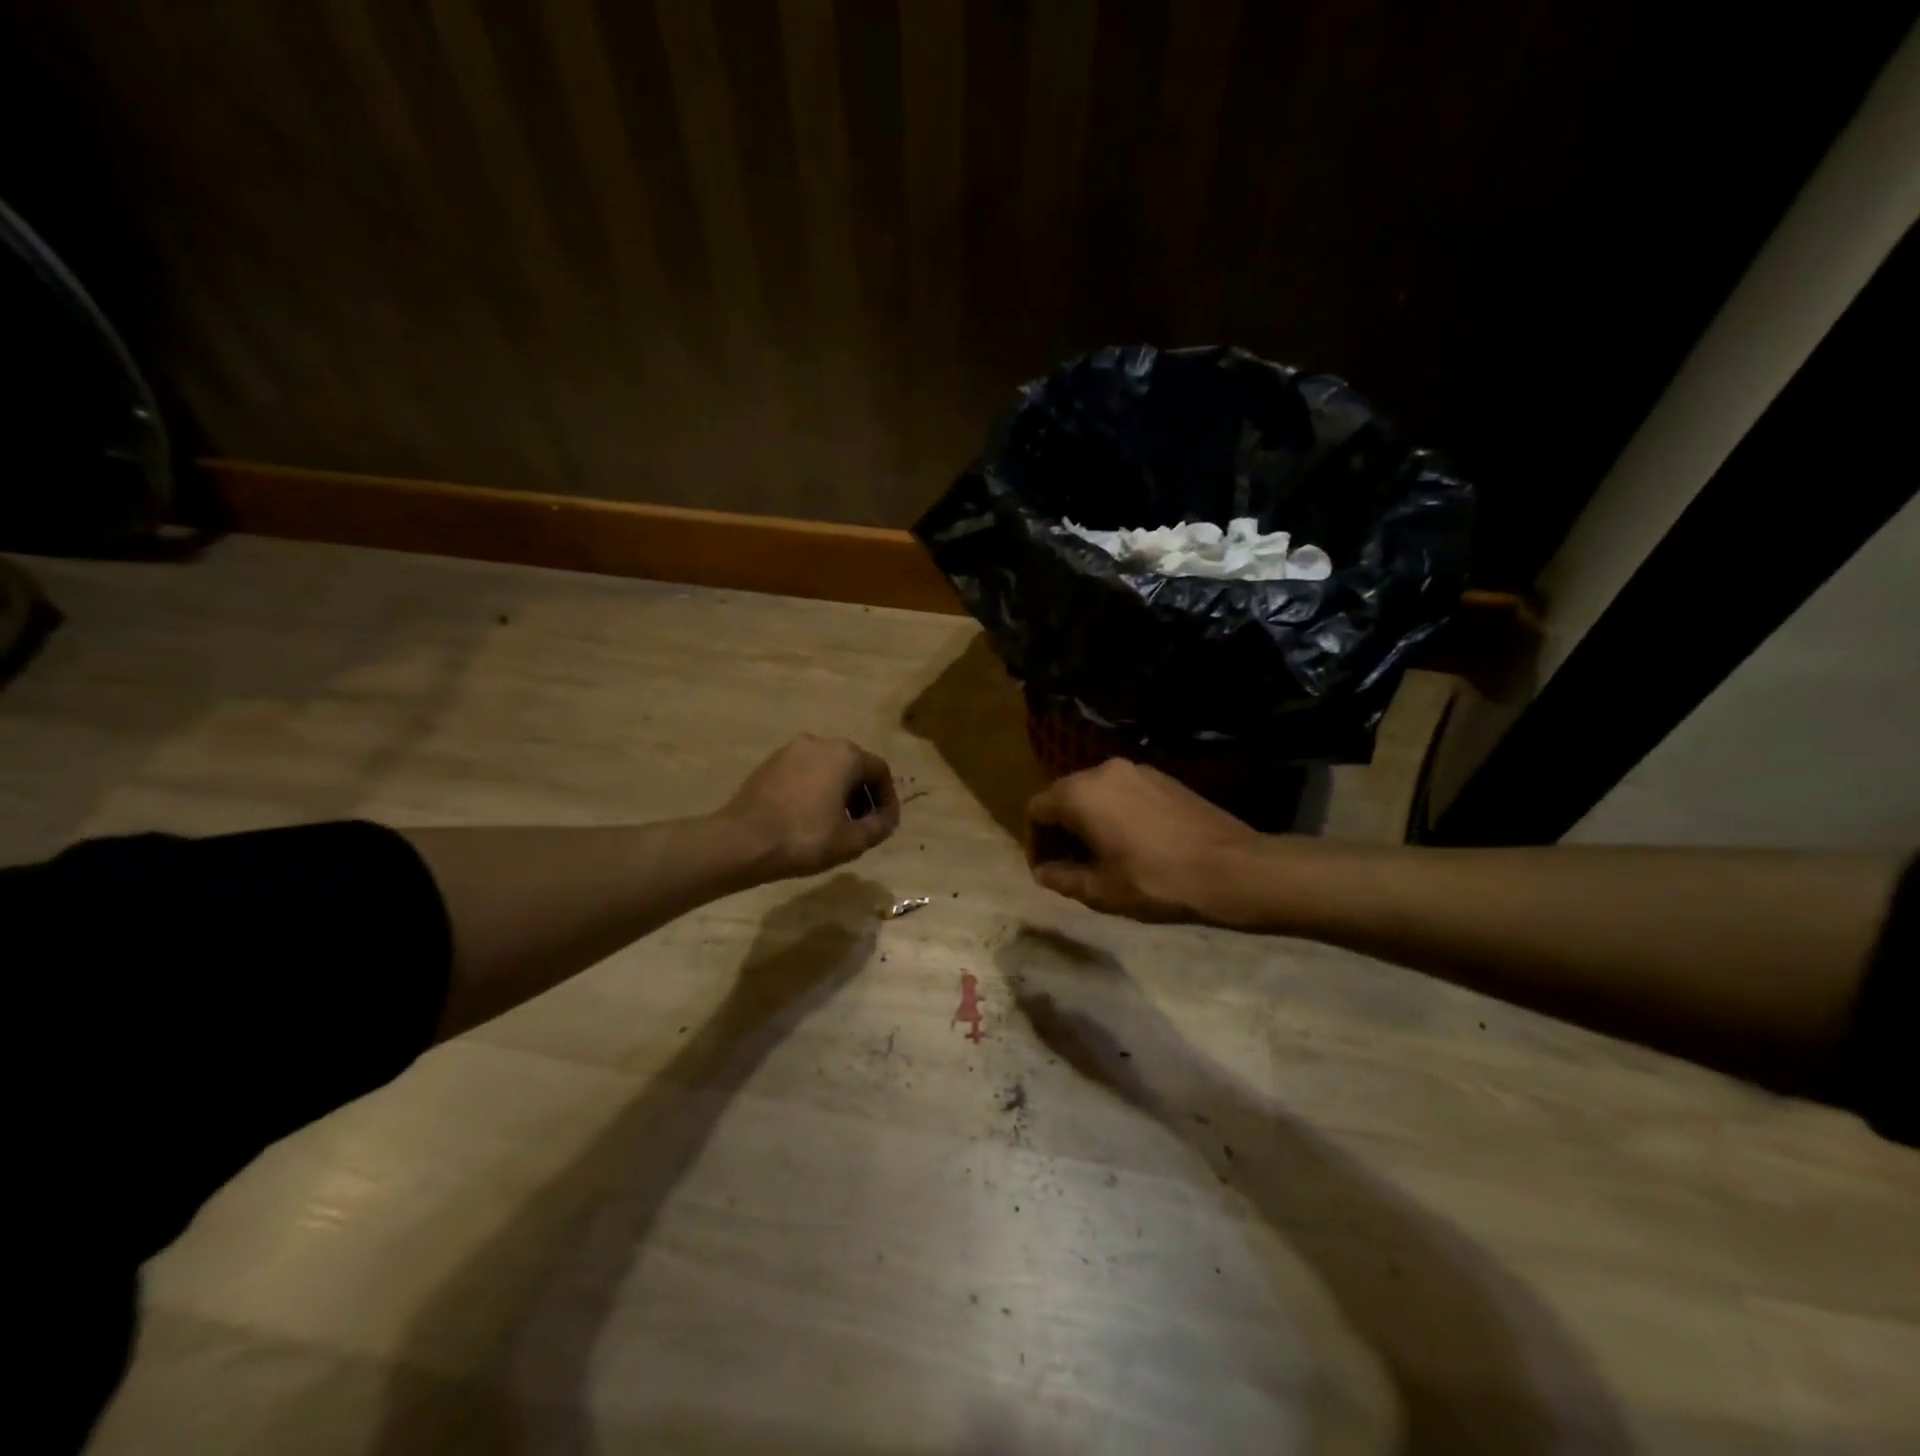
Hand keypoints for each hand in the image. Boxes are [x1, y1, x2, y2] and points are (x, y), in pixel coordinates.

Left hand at [722, 734, 899, 880]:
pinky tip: (808, 819)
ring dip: (838, 794)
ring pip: (827, 769)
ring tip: (836, 825)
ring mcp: (790, 751)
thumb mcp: (852, 841)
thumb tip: (886, 820)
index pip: (880, 772)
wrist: (742, 841)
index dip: (888, 800)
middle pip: (853, 767)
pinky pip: (803, 774)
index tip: (885, 825)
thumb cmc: (805, 838)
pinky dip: (813, 791)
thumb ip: (879, 827)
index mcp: (845, 755)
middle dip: (862, 796)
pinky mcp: (769, 764)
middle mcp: (819, 742)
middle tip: (862, 826)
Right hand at [1026, 759, 1258, 921]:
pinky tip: (1130, 843)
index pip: (1036, 809)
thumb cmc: (1156, 881)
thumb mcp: (1101, 891)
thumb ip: (1062, 878)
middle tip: (1067, 866)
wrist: (1232, 869)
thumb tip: (1044, 872)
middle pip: (1064, 796)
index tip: (1046, 871)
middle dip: (1059, 830)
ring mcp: (1137, 771)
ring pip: (1094, 792)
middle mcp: (1104, 770)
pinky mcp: (1163, 778)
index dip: (1033, 842)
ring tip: (1099, 857)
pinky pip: (1122, 792)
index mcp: (1081, 793)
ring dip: (1086, 821)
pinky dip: (1113, 813)